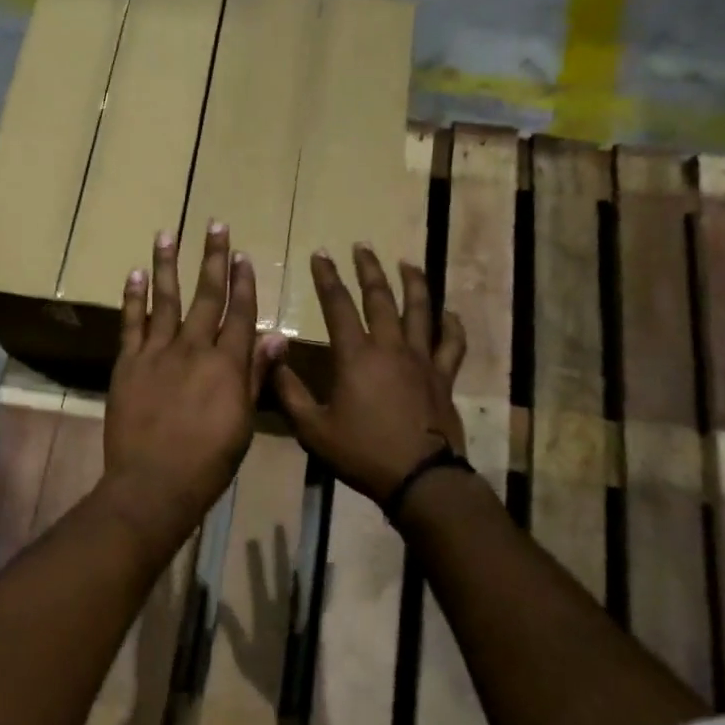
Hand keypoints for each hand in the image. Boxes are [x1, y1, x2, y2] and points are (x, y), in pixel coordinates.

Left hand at [105, 223, 276, 539]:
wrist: (154, 483)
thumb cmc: (209, 461)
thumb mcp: (243, 421)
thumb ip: (256, 375)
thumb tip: (276, 336)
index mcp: (226, 364)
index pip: (239, 313)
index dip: (244, 282)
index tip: (244, 255)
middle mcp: (193, 348)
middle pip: (206, 295)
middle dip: (213, 258)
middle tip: (215, 225)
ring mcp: (157, 353)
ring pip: (164, 299)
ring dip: (167, 264)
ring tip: (168, 234)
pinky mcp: (128, 363)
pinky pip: (130, 324)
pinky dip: (133, 298)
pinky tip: (135, 274)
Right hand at [272, 245, 467, 504]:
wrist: (420, 478)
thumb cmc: (362, 453)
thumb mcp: (313, 429)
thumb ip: (289, 392)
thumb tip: (272, 357)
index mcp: (356, 357)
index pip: (338, 306)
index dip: (327, 278)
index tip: (321, 254)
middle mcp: (391, 348)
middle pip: (380, 298)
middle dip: (368, 269)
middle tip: (362, 246)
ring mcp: (422, 360)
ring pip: (420, 310)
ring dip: (412, 283)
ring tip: (407, 262)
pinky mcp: (443, 377)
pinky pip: (452, 343)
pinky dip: (451, 325)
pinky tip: (448, 312)